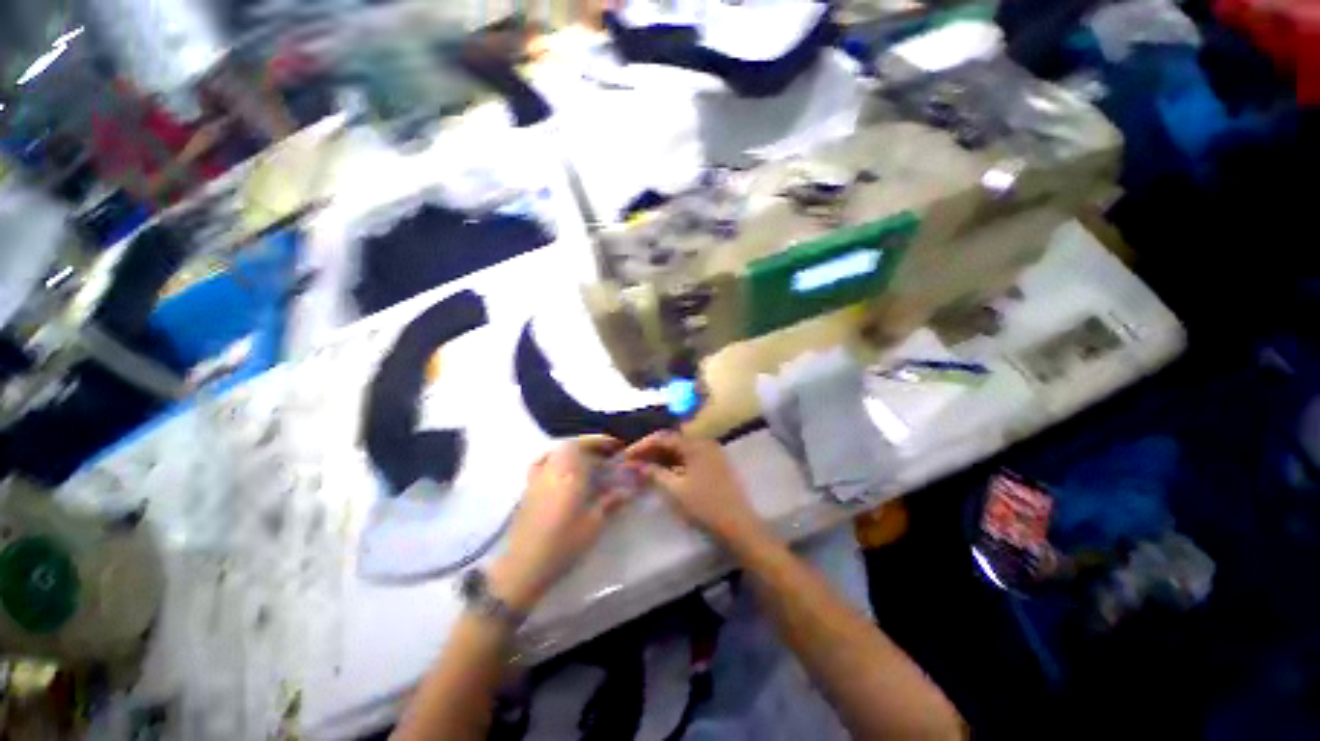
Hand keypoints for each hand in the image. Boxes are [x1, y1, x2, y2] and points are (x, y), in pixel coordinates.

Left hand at [490, 436, 629, 611]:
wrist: (525, 566)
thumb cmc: (563, 543)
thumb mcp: (593, 524)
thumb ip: (610, 502)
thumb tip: (627, 490)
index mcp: (569, 473)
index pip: (584, 445)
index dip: (600, 441)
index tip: (616, 446)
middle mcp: (551, 469)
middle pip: (570, 446)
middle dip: (590, 446)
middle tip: (606, 456)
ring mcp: (537, 478)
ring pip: (556, 453)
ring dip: (574, 452)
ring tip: (588, 462)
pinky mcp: (528, 489)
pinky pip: (543, 463)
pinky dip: (555, 460)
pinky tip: (563, 472)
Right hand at [625, 431, 760, 543]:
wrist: (738, 526)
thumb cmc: (705, 506)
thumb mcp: (675, 490)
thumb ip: (654, 473)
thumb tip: (635, 465)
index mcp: (695, 444)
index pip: (663, 437)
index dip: (642, 445)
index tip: (626, 456)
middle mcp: (704, 443)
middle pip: (672, 442)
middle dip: (651, 451)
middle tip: (633, 462)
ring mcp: (711, 454)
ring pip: (680, 451)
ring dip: (662, 458)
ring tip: (644, 468)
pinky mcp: (714, 466)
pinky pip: (689, 459)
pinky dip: (674, 464)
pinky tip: (662, 474)